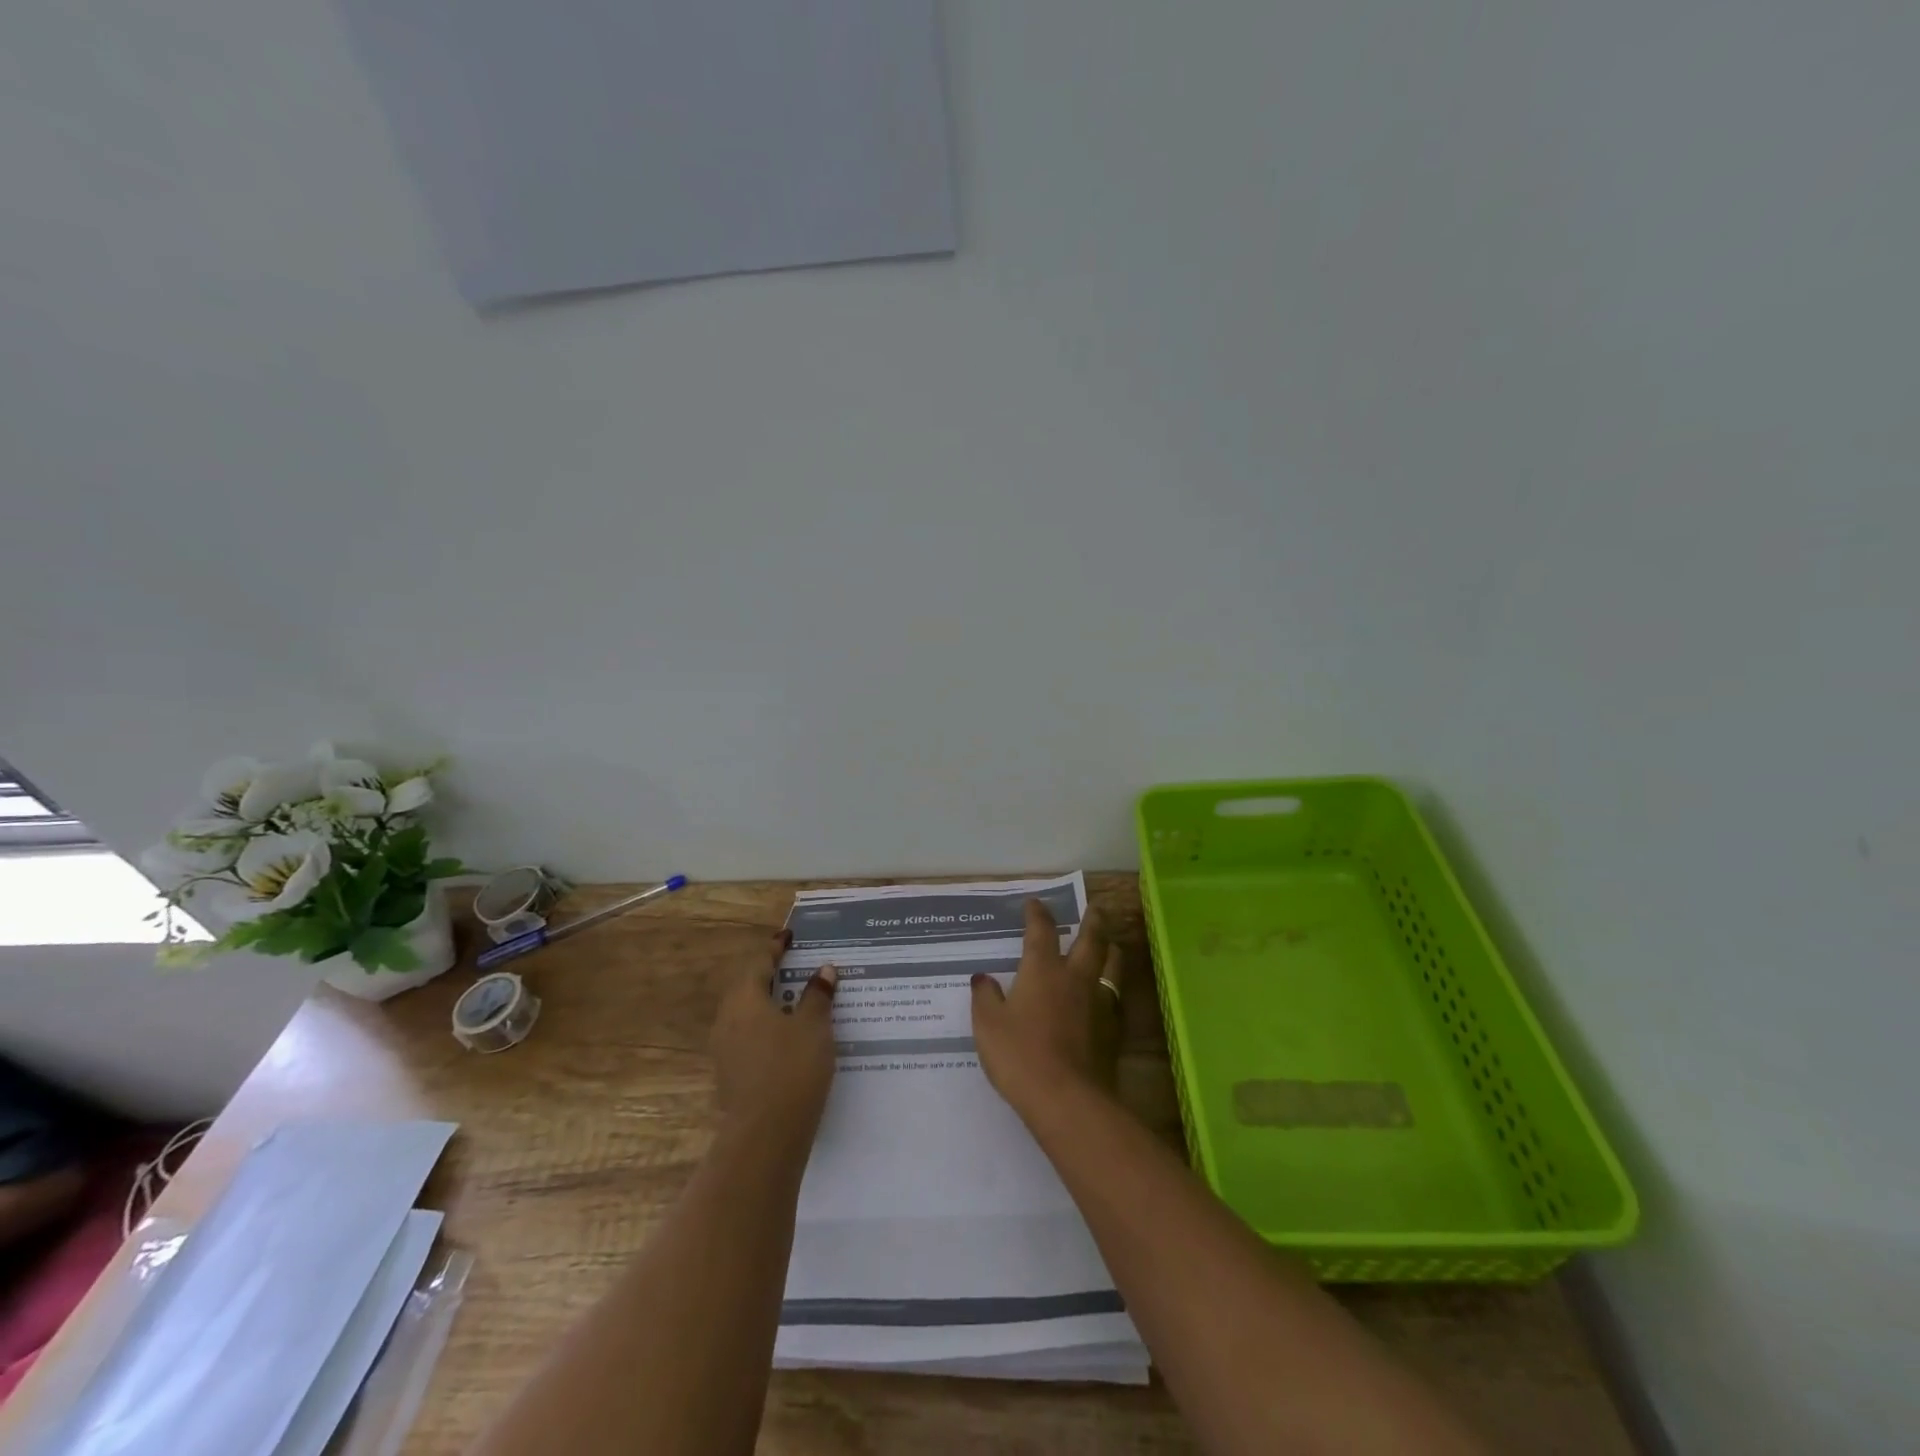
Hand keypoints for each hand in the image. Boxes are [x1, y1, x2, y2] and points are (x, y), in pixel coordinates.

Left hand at [711, 930, 838, 1142]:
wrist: (766, 1135)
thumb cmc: (792, 1068)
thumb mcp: (813, 1026)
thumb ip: (817, 996)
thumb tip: (823, 970)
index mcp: (744, 1000)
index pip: (759, 963)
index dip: (776, 949)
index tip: (789, 936)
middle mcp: (728, 1020)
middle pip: (749, 988)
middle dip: (772, 977)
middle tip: (797, 968)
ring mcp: (725, 1050)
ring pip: (748, 1016)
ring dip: (771, 1005)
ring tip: (798, 1002)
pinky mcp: (731, 1075)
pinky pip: (750, 1039)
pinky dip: (769, 1030)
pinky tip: (789, 1039)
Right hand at [970, 900, 1121, 1120]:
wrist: (1067, 1099)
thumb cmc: (1020, 1056)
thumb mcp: (988, 1026)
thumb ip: (985, 998)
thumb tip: (983, 978)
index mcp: (1042, 970)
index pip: (1042, 931)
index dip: (1038, 914)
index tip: (1035, 903)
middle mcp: (1074, 977)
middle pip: (1091, 938)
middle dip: (1092, 919)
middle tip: (1095, 908)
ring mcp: (1098, 1002)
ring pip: (1112, 963)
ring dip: (1110, 947)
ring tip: (1110, 943)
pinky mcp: (1113, 1028)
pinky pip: (1117, 996)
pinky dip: (1113, 986)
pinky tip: (1109, 992)